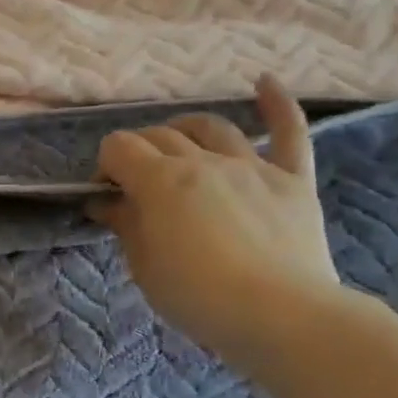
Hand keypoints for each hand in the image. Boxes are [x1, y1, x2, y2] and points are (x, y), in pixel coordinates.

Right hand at [91, 76, 339, 372]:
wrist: (281, 316)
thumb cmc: (198, 296)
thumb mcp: (144, 265)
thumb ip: (124, 224)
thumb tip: (105, 202)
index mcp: (161, 181)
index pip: (119, 148)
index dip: (105, 166)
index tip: (106, 194)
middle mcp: (203, 161)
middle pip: (160, 136)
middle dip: (138, 153)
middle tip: (134, 185)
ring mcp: (251, 166)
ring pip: (211, 127)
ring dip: (185, 129)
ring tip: (175, 144)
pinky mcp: (292, 179)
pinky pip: (289, 132)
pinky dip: (277, 104)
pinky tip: (264, 82)